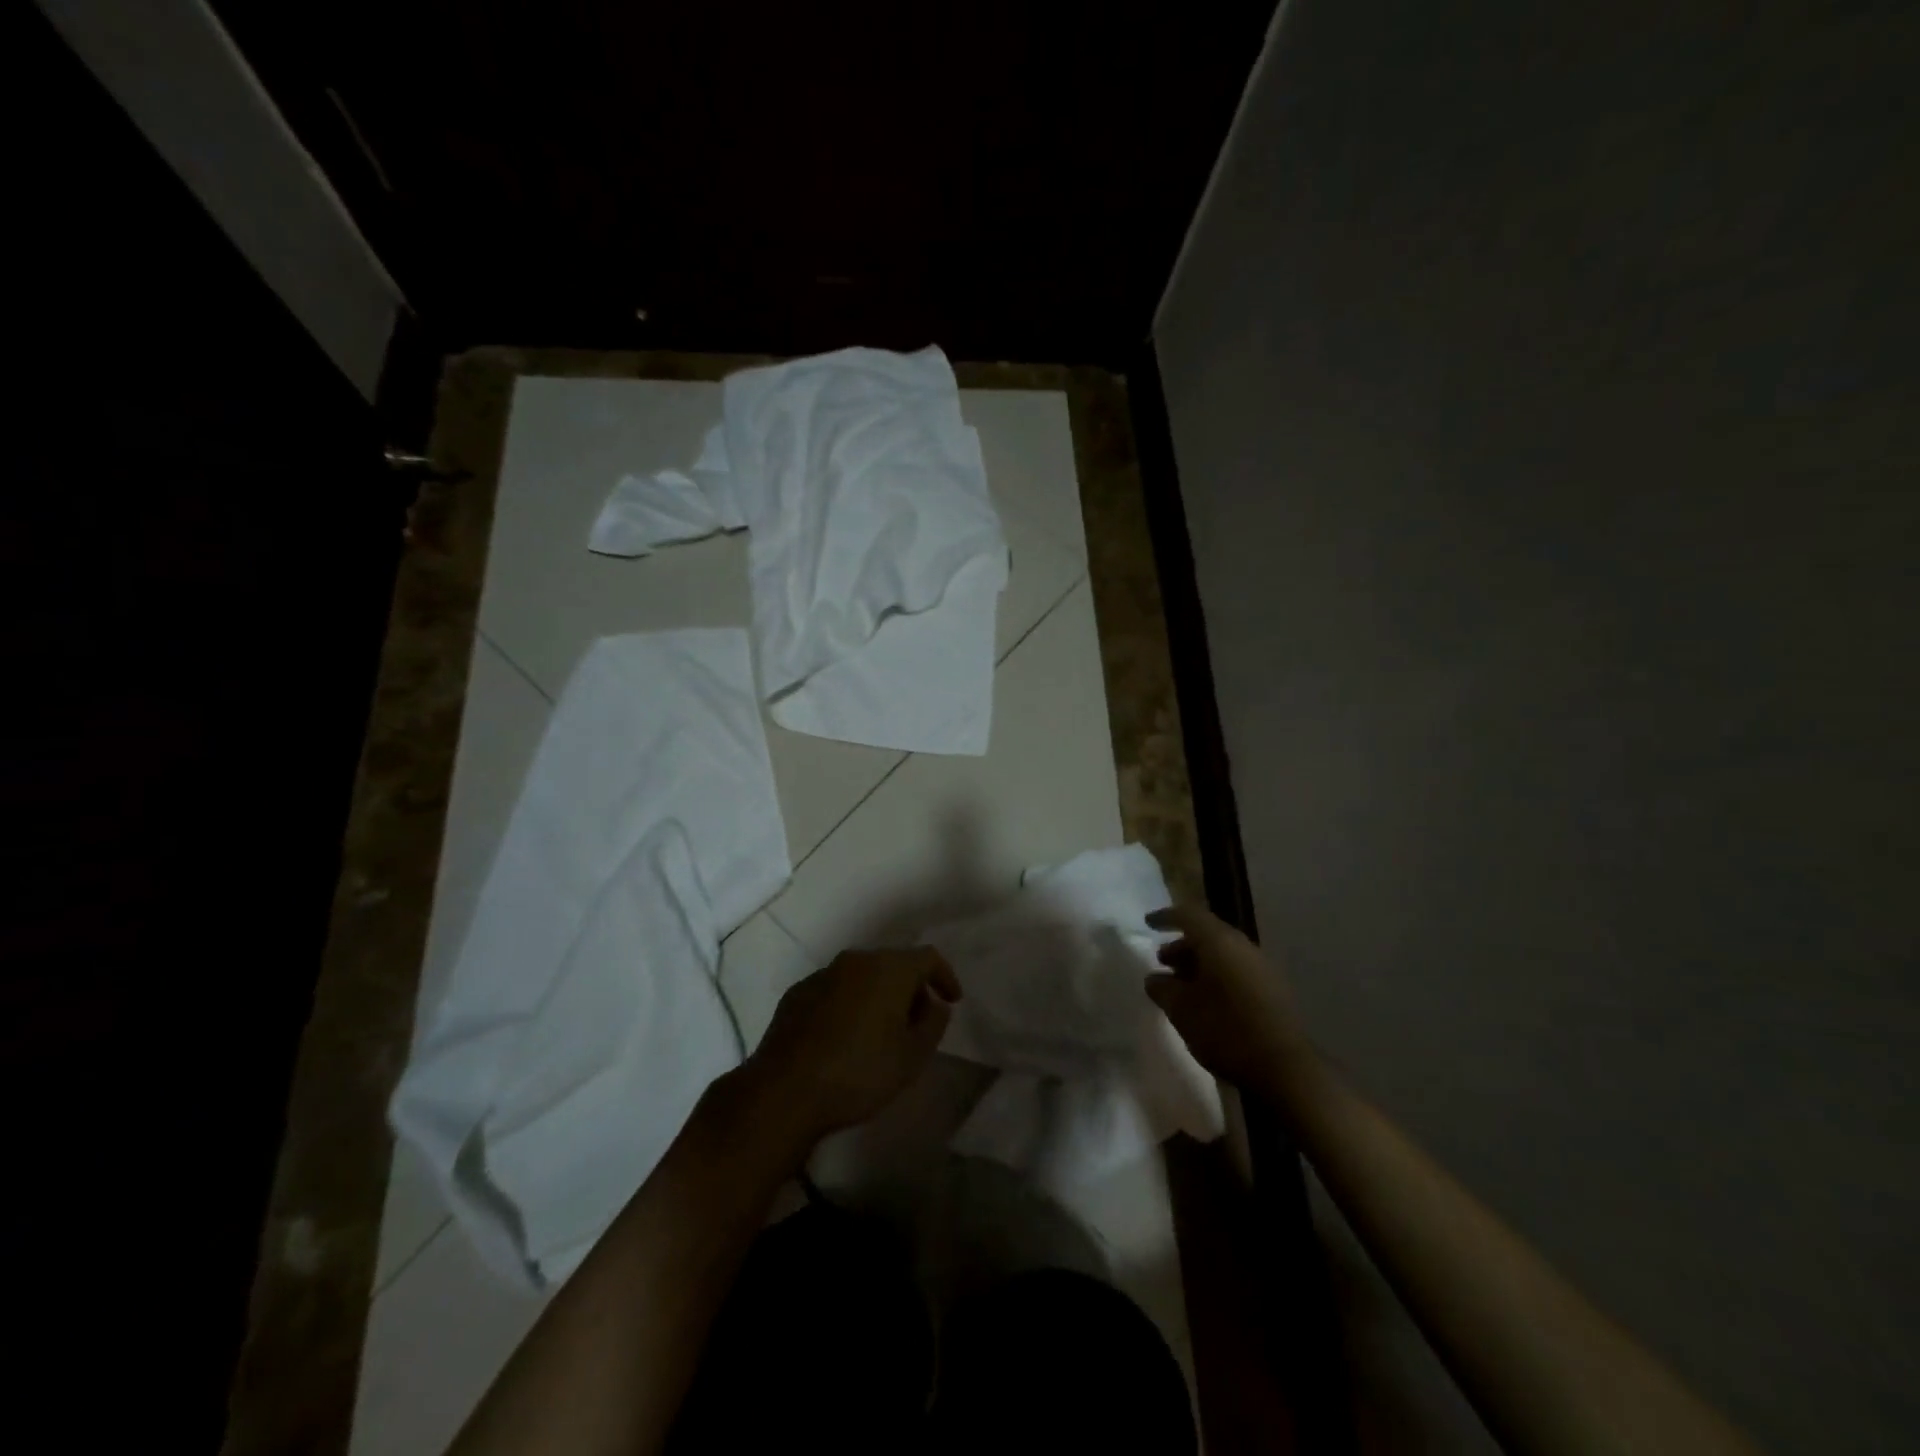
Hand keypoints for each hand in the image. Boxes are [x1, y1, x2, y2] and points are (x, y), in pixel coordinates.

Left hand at [742, 947, 960, 1141]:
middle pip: (894, 964)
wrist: (785, 1090)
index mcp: (888, 968)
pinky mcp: (797, 993)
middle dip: (911, 988)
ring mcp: (822, 974)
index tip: (952, 1002)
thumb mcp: (912, 1056)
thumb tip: (934, 1004)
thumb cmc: (860, 1071)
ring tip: (882, 1032)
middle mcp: (856, 960)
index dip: (945, 977)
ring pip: (862, 976)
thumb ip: (933, 1023)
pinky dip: (849, 1005)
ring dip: (878, 996)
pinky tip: (845, 1037)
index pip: (928, 957)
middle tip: (918, 1022)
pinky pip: (835, 990)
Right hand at [1145, 906, 1308, 1092]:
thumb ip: (1162, 989)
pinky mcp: (1273, 991)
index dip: (1166, 917)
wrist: (1286, 1069)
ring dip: (1199, 963)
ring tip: (1181, 986)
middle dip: (1182, 945)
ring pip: (1224, 954)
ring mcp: (1263, 968)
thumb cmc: (1226, 1031)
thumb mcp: (1181, 1010)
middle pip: (1208, 934)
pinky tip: (1207, 1001)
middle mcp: (1243, 947)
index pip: (1189, 915)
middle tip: (1163, 962)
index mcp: (1220, 942)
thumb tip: (1154, 979)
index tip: (1149, 924)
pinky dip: (1217, 977)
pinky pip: (1237, 971)